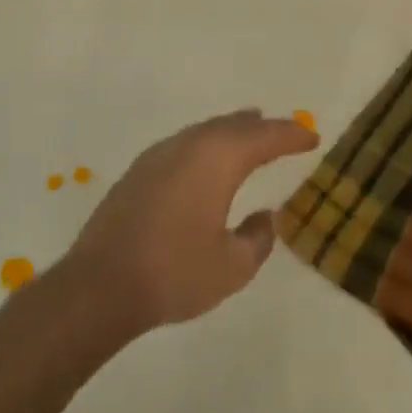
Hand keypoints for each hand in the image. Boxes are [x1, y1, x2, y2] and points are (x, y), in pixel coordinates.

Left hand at [66, 109, 318, 332]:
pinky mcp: (138, 172)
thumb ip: (257, 238)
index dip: (292, 136)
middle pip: (234, 126)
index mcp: (219, 159)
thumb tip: (263, 216)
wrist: (98, 287)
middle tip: (285, 132)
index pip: (265, 137)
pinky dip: (206, 144)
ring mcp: (159, 155)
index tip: (312, 138)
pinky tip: (205, 159)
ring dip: (232, 131)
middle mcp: (190, 145)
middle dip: (263, 128)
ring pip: (206, 131)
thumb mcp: (232, 266)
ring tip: (250, 131)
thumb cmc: (174, 274)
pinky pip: (185, 144)